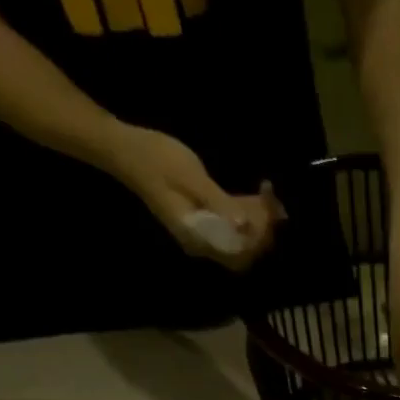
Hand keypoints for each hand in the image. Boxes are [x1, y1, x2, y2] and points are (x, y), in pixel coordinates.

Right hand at [107, 126, 284, 270]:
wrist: (125, 150)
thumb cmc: (156, 159)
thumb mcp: (190, 177)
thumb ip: (218, 202)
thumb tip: (244, 224)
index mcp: (198, 237)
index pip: (239, 249)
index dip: (261, 233)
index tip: (271, 205)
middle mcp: (202, 243)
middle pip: (243, 249)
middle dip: (264, 228)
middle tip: (273, 198)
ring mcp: (202, 234)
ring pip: (240, 239)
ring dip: (259, 222)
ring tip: (268, 194)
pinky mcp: (203, 222)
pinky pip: (232, 227)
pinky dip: (247, 215)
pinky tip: (256, 195)